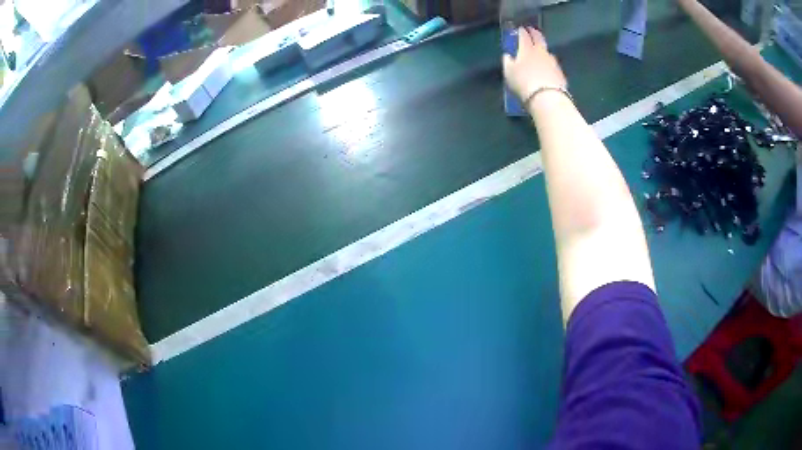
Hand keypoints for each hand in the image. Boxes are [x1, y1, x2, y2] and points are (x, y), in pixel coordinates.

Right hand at [502, 27, 566, 102]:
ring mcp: (553, 62)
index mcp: (526, 49)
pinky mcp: (560, 73)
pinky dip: (549, 64)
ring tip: (539, 52)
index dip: (521, 31)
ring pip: (547, 51)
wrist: (547, 98)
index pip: (524, 36)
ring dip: (543, 49)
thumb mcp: (508, 73)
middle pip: (539, 38)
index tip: (520, 29)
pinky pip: (553, 64)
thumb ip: (507, 62)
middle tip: (532, 31)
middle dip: (535, 33)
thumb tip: (508, 55)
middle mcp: (541, 52)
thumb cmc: (523, 83)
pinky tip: (547, 69)